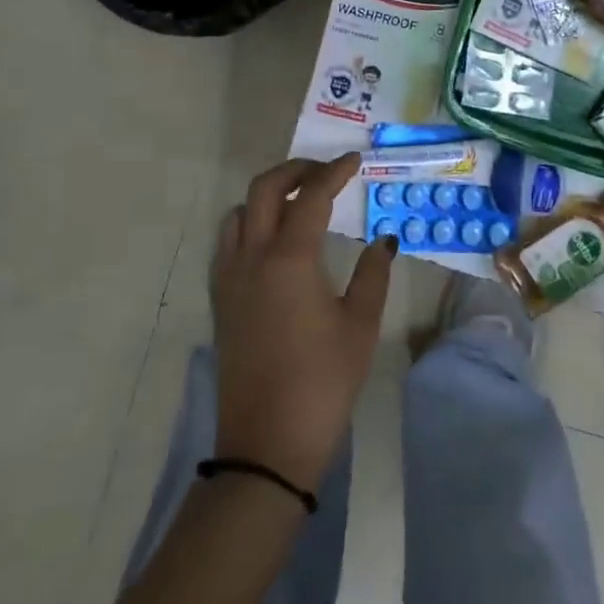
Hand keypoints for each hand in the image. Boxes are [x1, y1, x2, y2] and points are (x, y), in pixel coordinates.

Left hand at [210, 154, 394, 489]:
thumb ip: (372, 274)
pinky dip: (251, 223)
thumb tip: (382, 241)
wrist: (267, 443)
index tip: (354, 160)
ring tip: (300, 202)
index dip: (334, 172)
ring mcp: (229, 278)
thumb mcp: (360, 325)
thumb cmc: (323, 381)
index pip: (311, 196)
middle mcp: (252, 258)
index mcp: (289, 259)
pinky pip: (229, 242)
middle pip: (265, 189)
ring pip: (241, 212)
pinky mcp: (221, 300)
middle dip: (295, 171)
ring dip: (269, 196)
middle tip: (326, 172)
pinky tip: (274, 242)